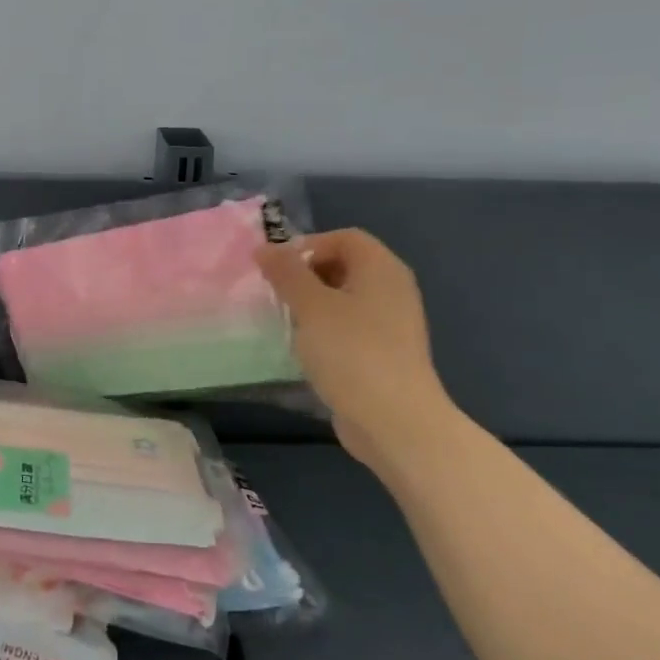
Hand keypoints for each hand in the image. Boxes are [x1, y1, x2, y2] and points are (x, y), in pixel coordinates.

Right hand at [256, 230, 458, 471]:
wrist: (394, 421)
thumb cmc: (351, 352)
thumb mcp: (311, 306)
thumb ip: (286, 273)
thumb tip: (265, 248)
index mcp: (381, 268)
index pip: (344, 237)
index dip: (308, 246)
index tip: (278, 270)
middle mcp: (392, 289)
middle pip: (345, 266)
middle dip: (307, 276)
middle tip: (278, 296)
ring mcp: (392, 324)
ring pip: (345, 300)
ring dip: (313, 307)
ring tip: (287, 324)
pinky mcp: (385, 355)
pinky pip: (350, 329)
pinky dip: (327, 332)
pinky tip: (307, 352)